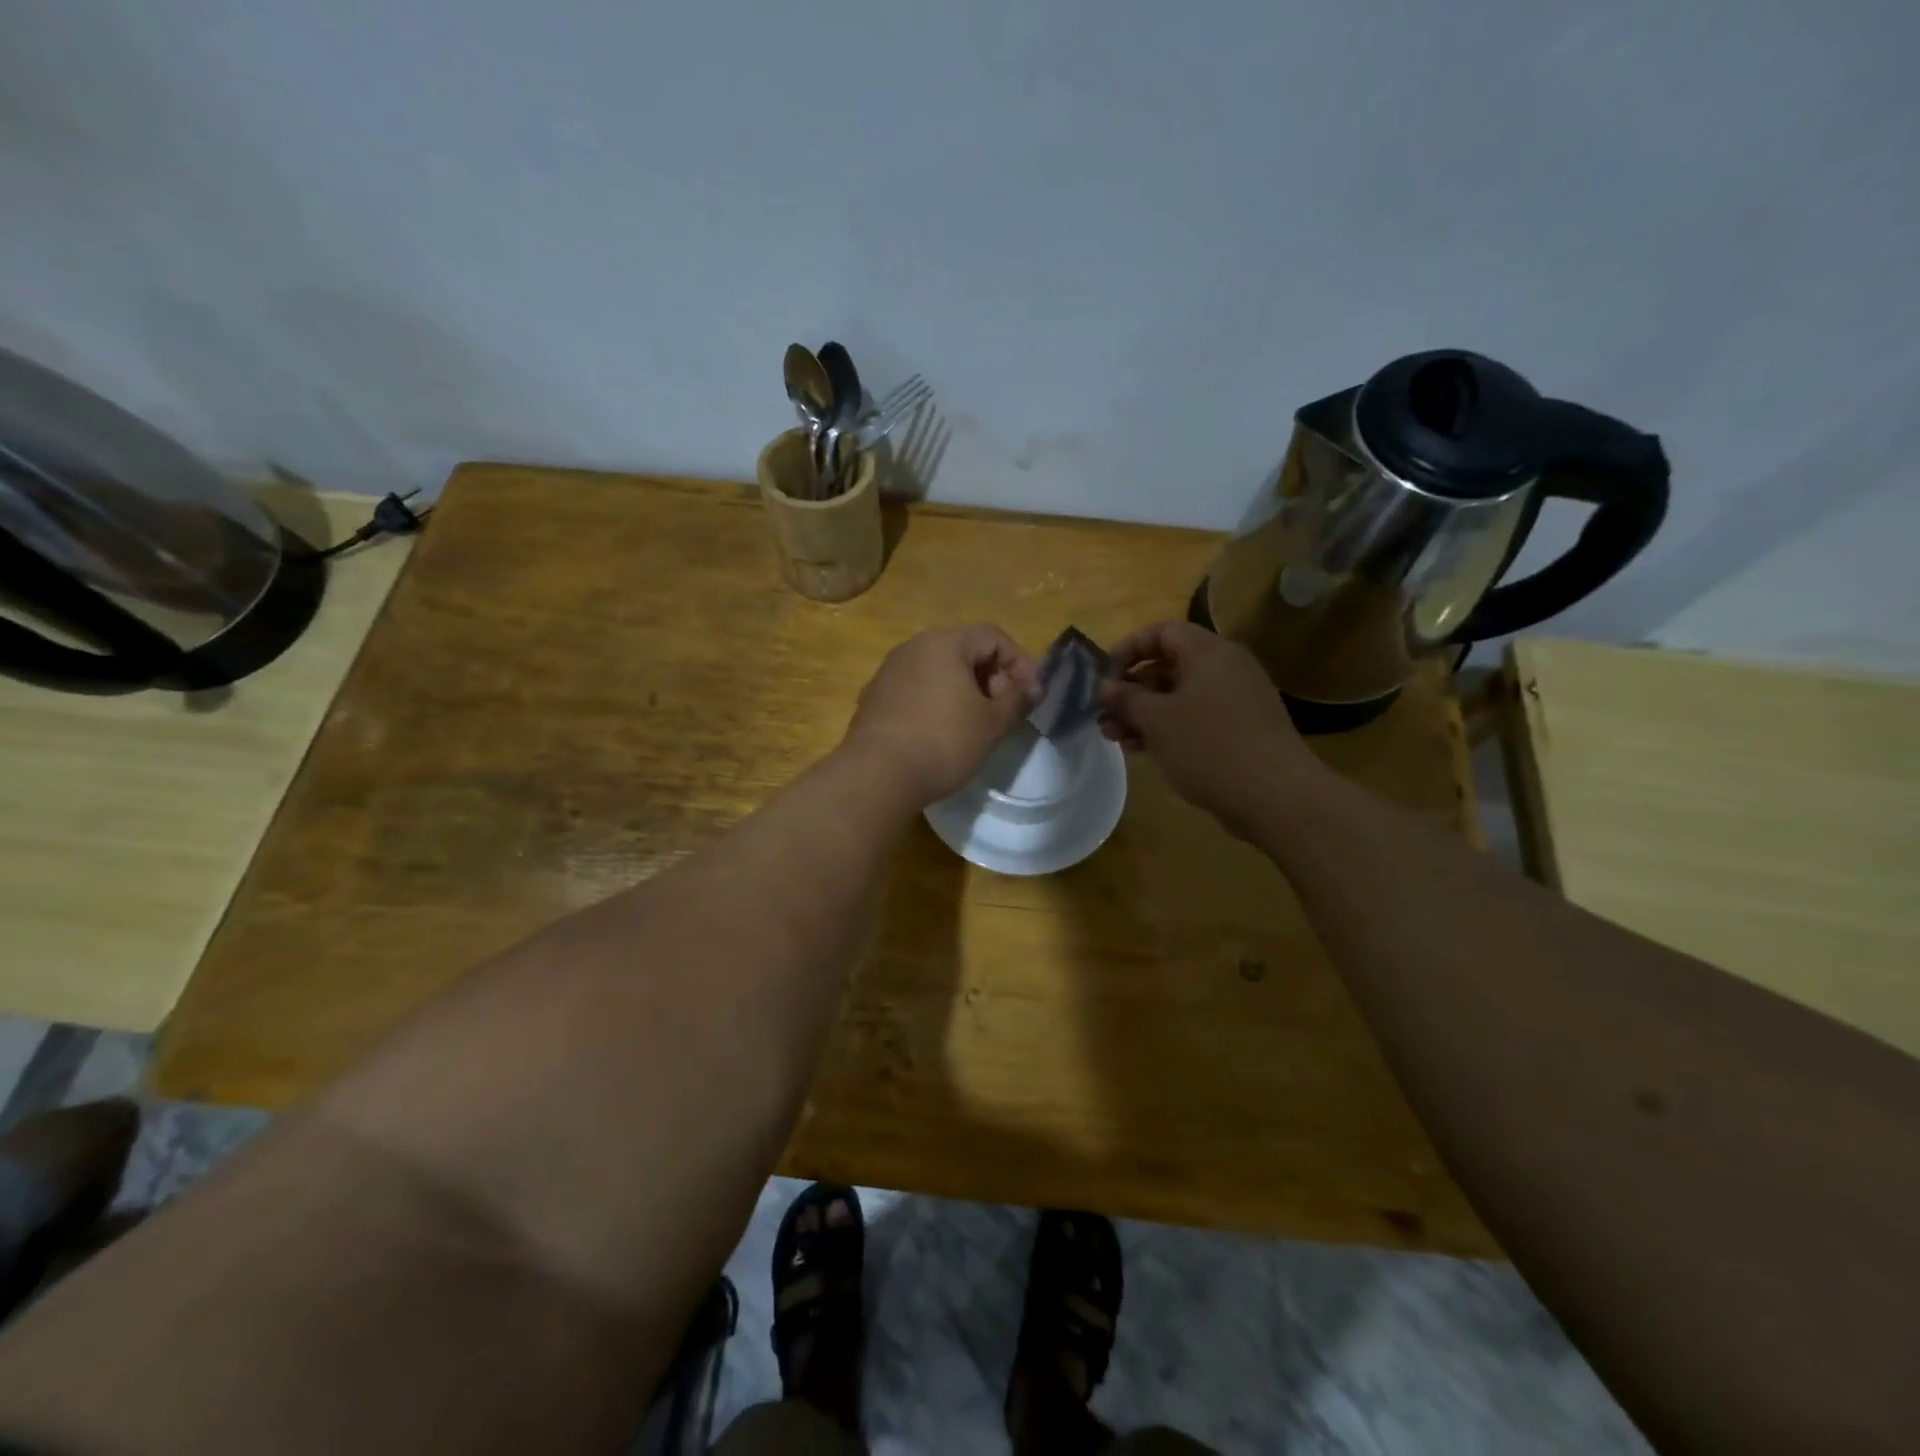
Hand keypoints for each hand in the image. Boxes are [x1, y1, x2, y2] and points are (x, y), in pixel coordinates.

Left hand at [844, 625, 1038, 805]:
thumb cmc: (944, 741)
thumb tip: (1032, 688)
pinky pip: (915, 690)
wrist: (878, 774)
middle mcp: (913, 647)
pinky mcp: (874, 698)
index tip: (1031, 695)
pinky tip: (941, 733)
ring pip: (937, 671)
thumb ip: (1016, 700)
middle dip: (991, 677)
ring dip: (963, 691)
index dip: (1020, 662)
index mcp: (944, 642)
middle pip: (963, 650)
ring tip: (976, 724)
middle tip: (1004, 711)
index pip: (993, 636)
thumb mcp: (991, 723)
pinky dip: (936, 703)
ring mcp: (888, 672)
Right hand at [1098, 621, 1325, 836]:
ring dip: (1144, 713)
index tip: (1103, 675)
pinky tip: (1143, 749)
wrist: (1275, 796)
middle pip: (1169, 666)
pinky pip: (1195, 718)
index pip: (1162, 632)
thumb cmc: (1209, 746)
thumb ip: (1126, 699)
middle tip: (1103, 713)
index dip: (1129, 648)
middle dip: (1132, 689)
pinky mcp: (1240, 730)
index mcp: (1209, 653)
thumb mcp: (1157, 720)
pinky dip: (1168, 728)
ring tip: (1114, 737)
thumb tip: (1104, 686)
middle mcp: (1225, 669)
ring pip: (1179, 696)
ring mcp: (1235, 701)